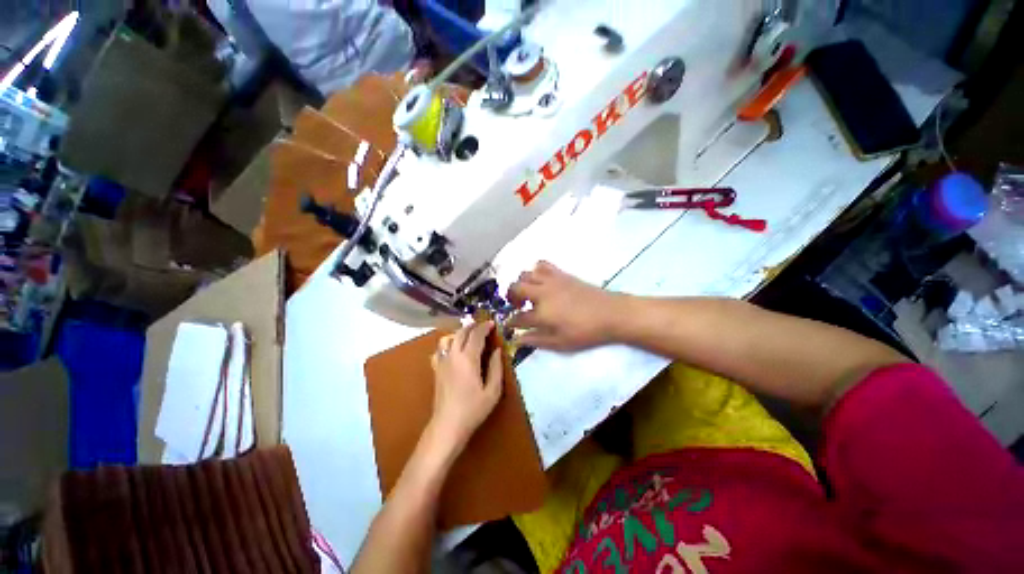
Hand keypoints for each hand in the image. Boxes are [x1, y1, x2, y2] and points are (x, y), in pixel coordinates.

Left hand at [429, 322, 503, 452]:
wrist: (448, 425)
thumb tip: (497, 350)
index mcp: (468, 359)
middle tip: (483, 327)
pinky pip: (438, 349)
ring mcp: (442, 362)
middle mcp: (453, 356)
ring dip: (459, 333)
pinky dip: (447, 344)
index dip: (485, 327)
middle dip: (473, 326)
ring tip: (469, 335)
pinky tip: (453, 350)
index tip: (492, 323)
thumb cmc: (473, 409)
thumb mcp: (492, 391)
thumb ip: (496, 367)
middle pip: (461, 332)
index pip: (476, 335)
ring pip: (447, 338)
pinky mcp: (436, 369)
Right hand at [506, 261, 623, 350]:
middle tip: (517, 306)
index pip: (518, 318)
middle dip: (510, 297)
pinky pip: (542, 264)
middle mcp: (542, 293)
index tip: (509, 325)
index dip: (510, 322)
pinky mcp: (561, 274)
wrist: (610, 313)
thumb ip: (536, 340)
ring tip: (528, 293)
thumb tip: (517, 340)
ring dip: (522, 283)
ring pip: (525, 274)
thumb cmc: (585, 332)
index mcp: (541, 314)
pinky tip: (541, 280)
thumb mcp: (560, 343)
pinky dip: (536, 270)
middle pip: (515, 288)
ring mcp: (551, 281)